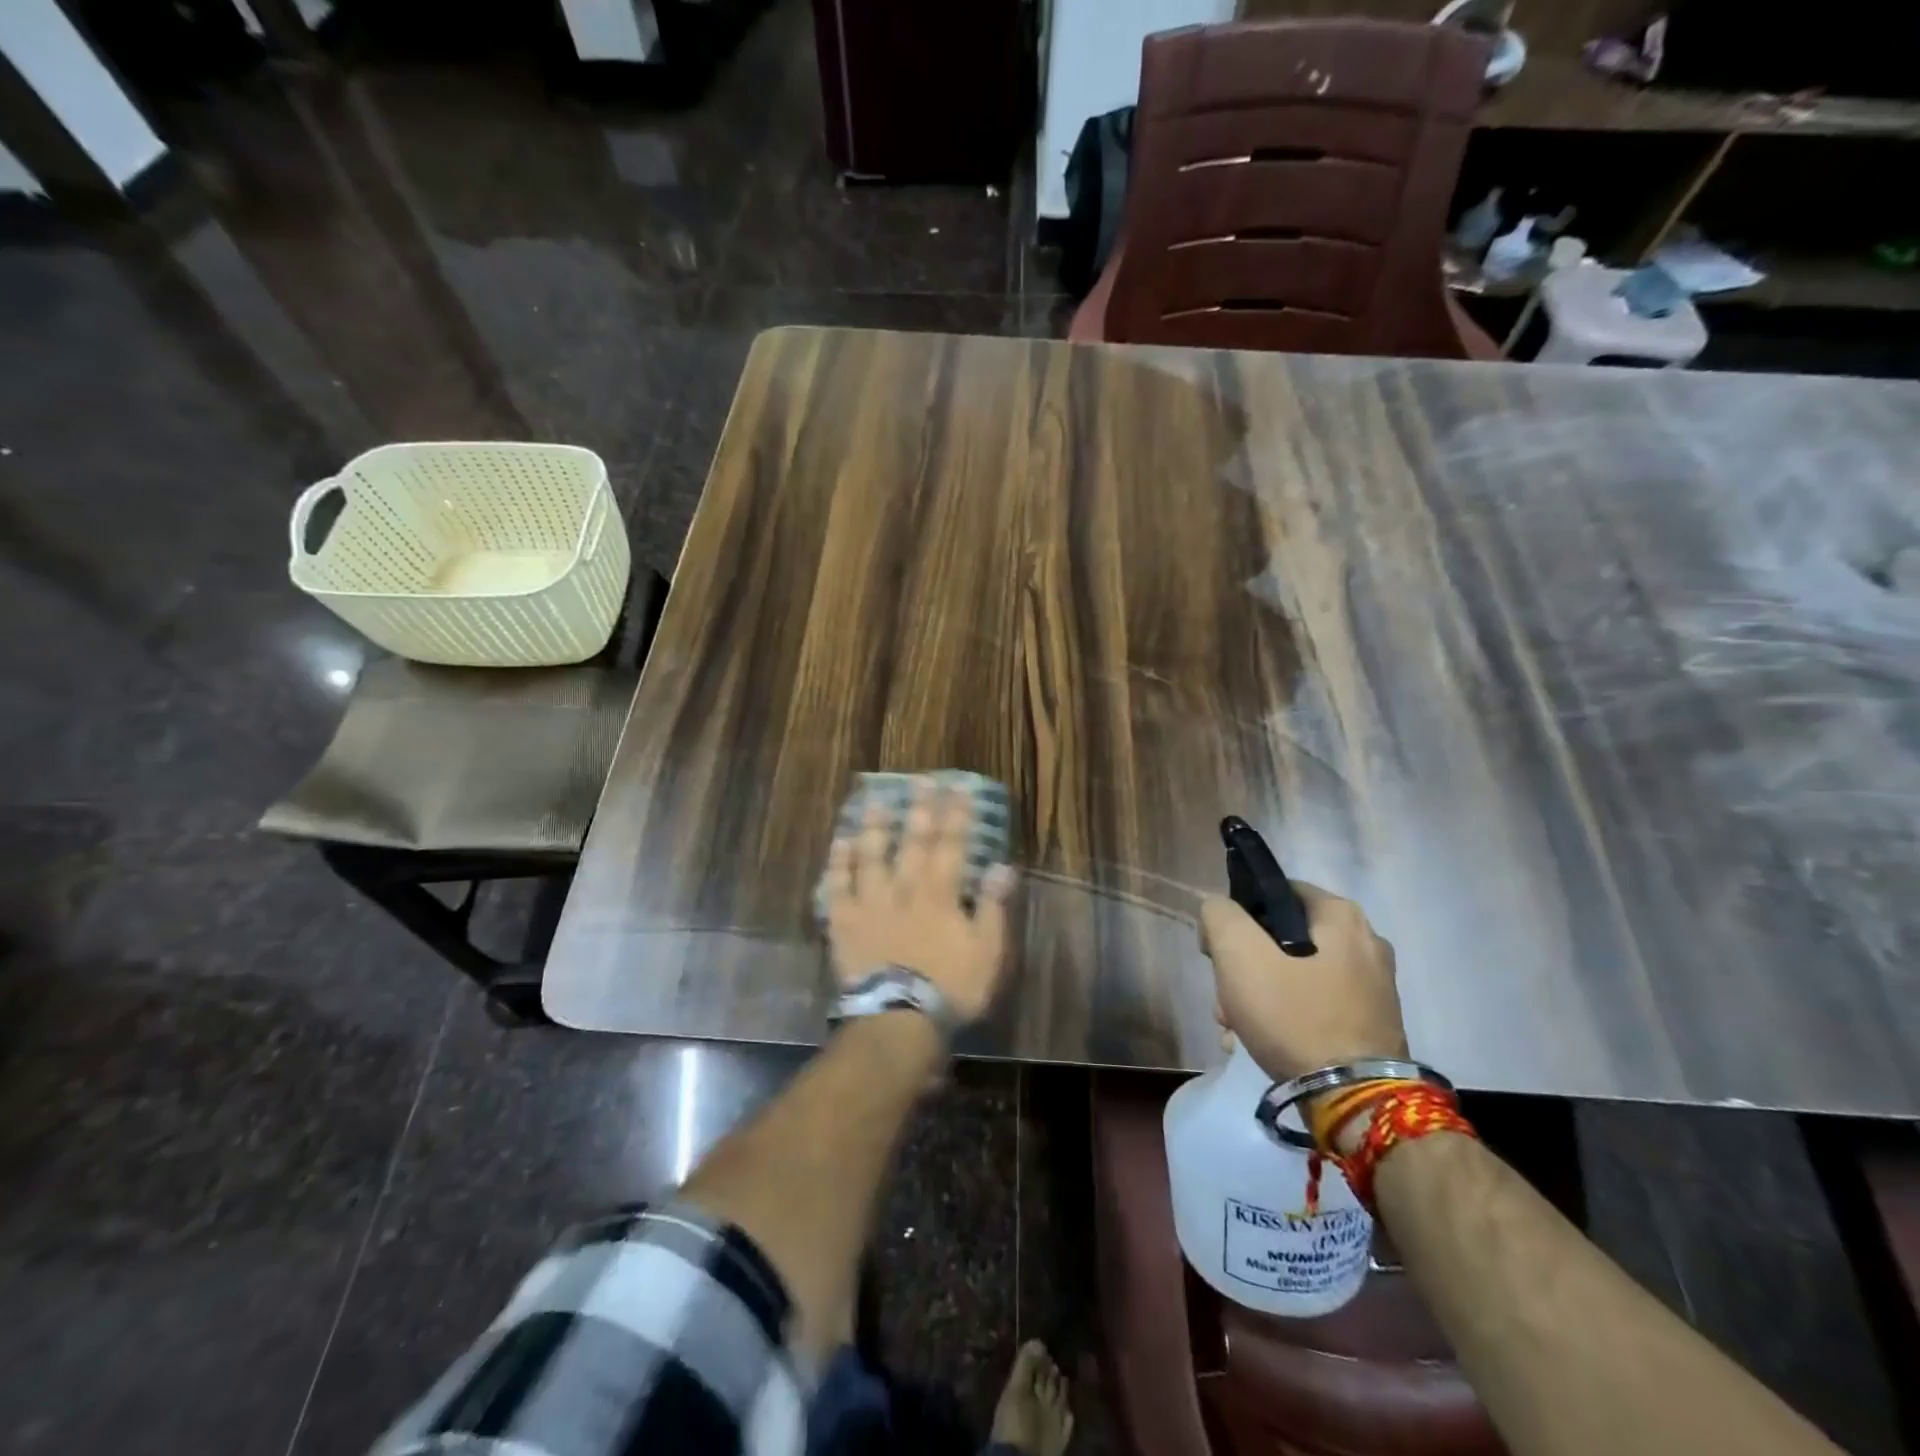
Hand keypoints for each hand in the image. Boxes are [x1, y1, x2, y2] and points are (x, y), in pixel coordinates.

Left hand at [823, 779, 1017, 1022]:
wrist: (898, 1020)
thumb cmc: (950, 988)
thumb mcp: (987, 952)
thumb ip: (993, 907)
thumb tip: (1003, 867)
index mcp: (940, 893)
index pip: (952, 844)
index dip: (957, 814)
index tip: (960, 788)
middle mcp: (904, 887)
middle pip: (912, 840)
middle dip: (919, 808)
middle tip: (920, 780)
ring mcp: (870, 902)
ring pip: (870, 855)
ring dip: (874, 826)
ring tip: (874, 800)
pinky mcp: (844, 922)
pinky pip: (838, 886)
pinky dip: (838, 864)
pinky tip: (839, 843)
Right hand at [1198, 884, 1406, 1081]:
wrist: (1354, 1103)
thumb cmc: (1295, 1016)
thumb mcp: (1239, 953)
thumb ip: (1220, 915)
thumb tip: (1220, 911)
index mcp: (1341, 916)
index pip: (1274, 892)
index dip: (1237, 916)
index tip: (1218, 950)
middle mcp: (1366, 943)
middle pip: (1281, 939)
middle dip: (1244, 967)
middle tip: (1224, 997)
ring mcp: (1372, 987)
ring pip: (1294, 975)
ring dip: (1257, 996)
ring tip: (1234, 1028)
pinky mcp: (1371, 1024)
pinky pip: (1314, 1006)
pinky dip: (1285, 1018)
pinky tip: (1259, 1042)